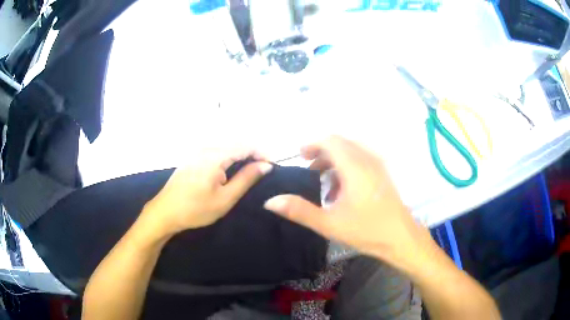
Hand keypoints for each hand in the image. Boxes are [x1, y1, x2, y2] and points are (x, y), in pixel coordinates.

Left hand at [142, 149, 272, 236]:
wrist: (164, 212)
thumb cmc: (196, 209)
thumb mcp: (225, 198)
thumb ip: (246, 179)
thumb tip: (266, 165)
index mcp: (215, 156)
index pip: (245, 145)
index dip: (262, 153)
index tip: (273, 165)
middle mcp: (206, 148)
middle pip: (236, 143)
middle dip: (253, 153)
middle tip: (264, 169)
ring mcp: (197, 151)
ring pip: (226, 146)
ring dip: (241, 155)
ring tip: (251, 170)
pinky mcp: (192, 157)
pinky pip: (216, 151)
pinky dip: (229, 157)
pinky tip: (231, 169)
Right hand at [264, 136, 432, 271]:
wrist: (401, 238)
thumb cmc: (367, 230)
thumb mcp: (329, 223)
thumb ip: (299, 211)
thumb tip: (270, 201)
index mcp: (354, 167)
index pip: (330, 141)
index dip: (312, 144)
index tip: (299, 156)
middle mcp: (367, 160)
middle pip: (341, 144)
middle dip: (321, 152)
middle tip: (308, 169)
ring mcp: (378, 166)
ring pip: (351, 152)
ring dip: (334, 161)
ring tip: (323, 183)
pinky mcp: (383, 174)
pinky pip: (361, 160)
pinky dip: (347, 167)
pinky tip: (342, 191)